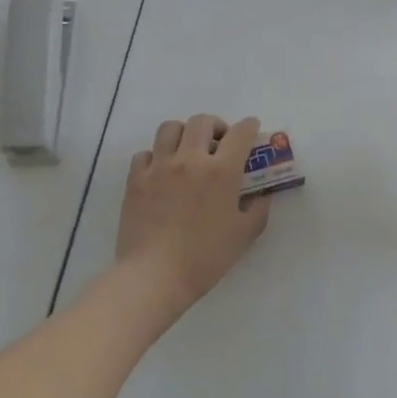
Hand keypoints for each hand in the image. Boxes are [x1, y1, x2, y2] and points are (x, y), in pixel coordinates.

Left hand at [117, 113, 270, 313]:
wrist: (154, 276)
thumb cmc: (205, 258)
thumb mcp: (244, 235)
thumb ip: (258, 209)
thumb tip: (261, 194)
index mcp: (221, 171)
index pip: (240, 133)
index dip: (249, 126)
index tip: (252, 128)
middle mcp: (190, 160)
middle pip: (202, 121)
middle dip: (215, 125)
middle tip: (219, 143)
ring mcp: (159, 167)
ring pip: (170, 128)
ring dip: (183, 133)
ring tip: (187, 150)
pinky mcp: (135, 180)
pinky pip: (145, 153)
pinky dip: (156, 156)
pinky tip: (161, 172)